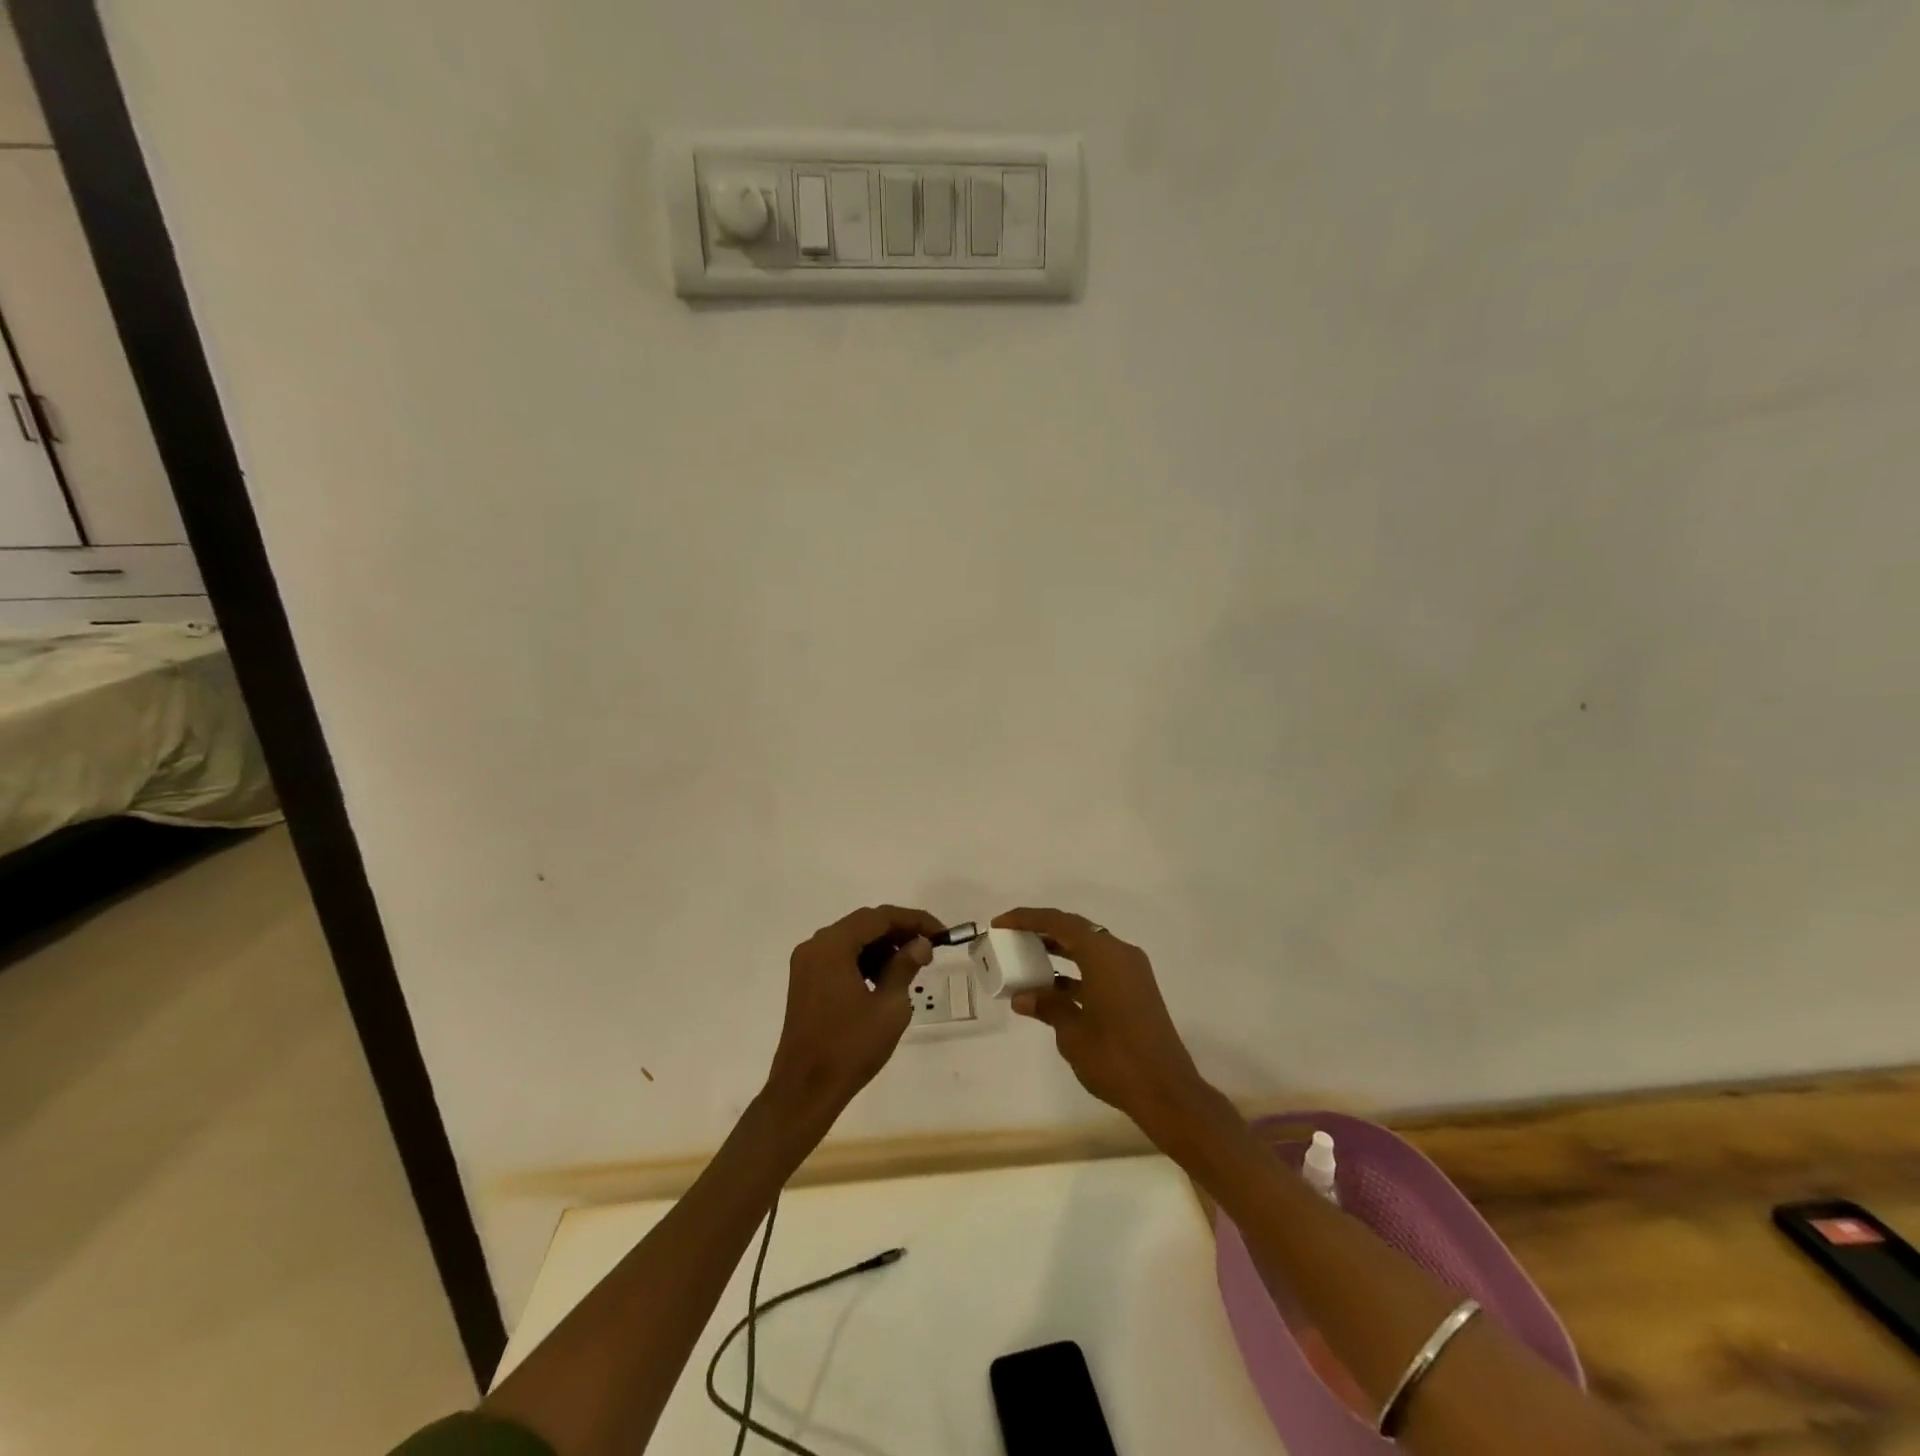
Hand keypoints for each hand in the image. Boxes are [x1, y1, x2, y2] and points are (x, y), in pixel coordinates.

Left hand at [764, 904, 944, 1126]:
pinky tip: (884, 979)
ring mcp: (806, 964)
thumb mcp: (889, 1007)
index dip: (914, 920)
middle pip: (864, 924)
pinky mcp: (805, 981)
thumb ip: (905, 967)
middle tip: (929, 948)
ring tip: (910, 966)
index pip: (880, 917)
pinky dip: (863, 960)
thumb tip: (921, 944)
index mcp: (833, 946)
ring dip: (882, 947)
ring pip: (851, 940)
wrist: (805, 1090)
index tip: (941, 933)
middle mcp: (815, 946)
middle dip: (899, 932)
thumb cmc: (850, 1047)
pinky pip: (839, 957)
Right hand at [994, 907, 1221, 1146]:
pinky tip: (1054, 989)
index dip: (1027, 918)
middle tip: (1013, 937)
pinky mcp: (1137, 990)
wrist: (1166, 1091)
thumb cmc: (1115, 1057)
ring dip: (1059, 950)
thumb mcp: (1072, 1033)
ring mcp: (1132, 972)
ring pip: (1089, 948)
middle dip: (1043, 930)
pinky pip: (1100, 967)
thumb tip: (1022, 998)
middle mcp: (1120, 954)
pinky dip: (1076, 971)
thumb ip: (1047, 1007)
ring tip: (1027, 958)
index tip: (1000, 923)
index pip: (1059, 922)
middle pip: (1076, 930)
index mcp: (1104, 955)